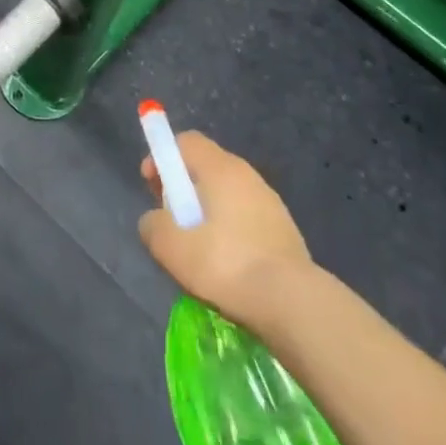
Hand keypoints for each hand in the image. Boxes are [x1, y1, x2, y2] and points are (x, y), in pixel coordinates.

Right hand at [139, 130, 313, 324]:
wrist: (294, 303)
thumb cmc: (226, 264)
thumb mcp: (171, 247)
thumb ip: (153, 225)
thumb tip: (155, 220)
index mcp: (220, 168)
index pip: (186, 141)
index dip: (162, 157)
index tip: (151, 185)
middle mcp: (247, 175)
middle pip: (205, 166)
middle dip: (182, 187)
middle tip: (171, 219)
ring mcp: (270, 201)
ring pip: (226, 193)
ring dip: (206, 211)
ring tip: (197, 248)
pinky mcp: (284, 229)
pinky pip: (245, 217)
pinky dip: (229, 230)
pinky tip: (226, 263)